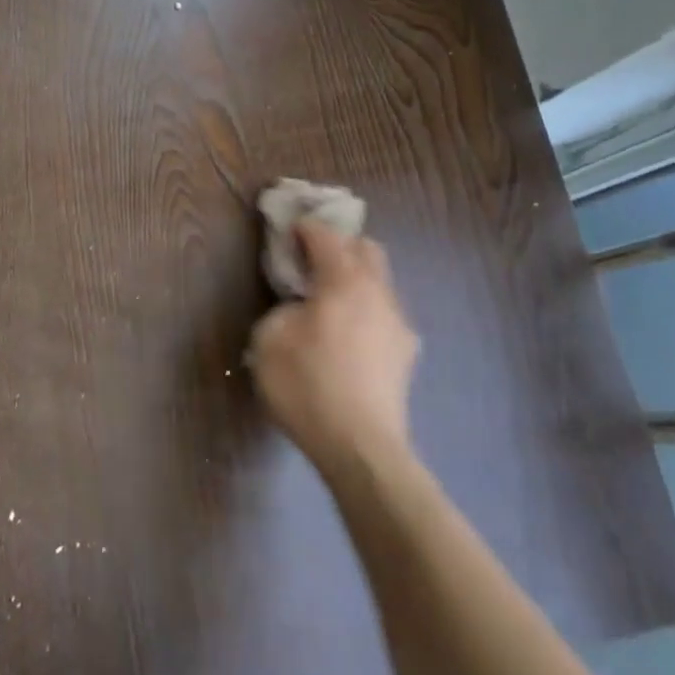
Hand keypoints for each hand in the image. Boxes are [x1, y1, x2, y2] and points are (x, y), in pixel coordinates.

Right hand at [248, 223, 419, 472]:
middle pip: (367, 250)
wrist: (360, 447)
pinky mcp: (406, 355)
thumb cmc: (307, 385)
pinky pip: (383, 315)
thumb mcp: (269, 340)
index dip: (306, 227)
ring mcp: (399, 325)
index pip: (327, 236)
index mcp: (345, 281)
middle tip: (311, 258)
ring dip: (355, 279)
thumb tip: (299, 308)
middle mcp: (379, 293)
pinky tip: (346, 336)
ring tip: (328, 300)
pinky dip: (364, 310)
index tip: (289, 228)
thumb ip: (282, 309)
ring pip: (380, 283)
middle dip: (340, 245)